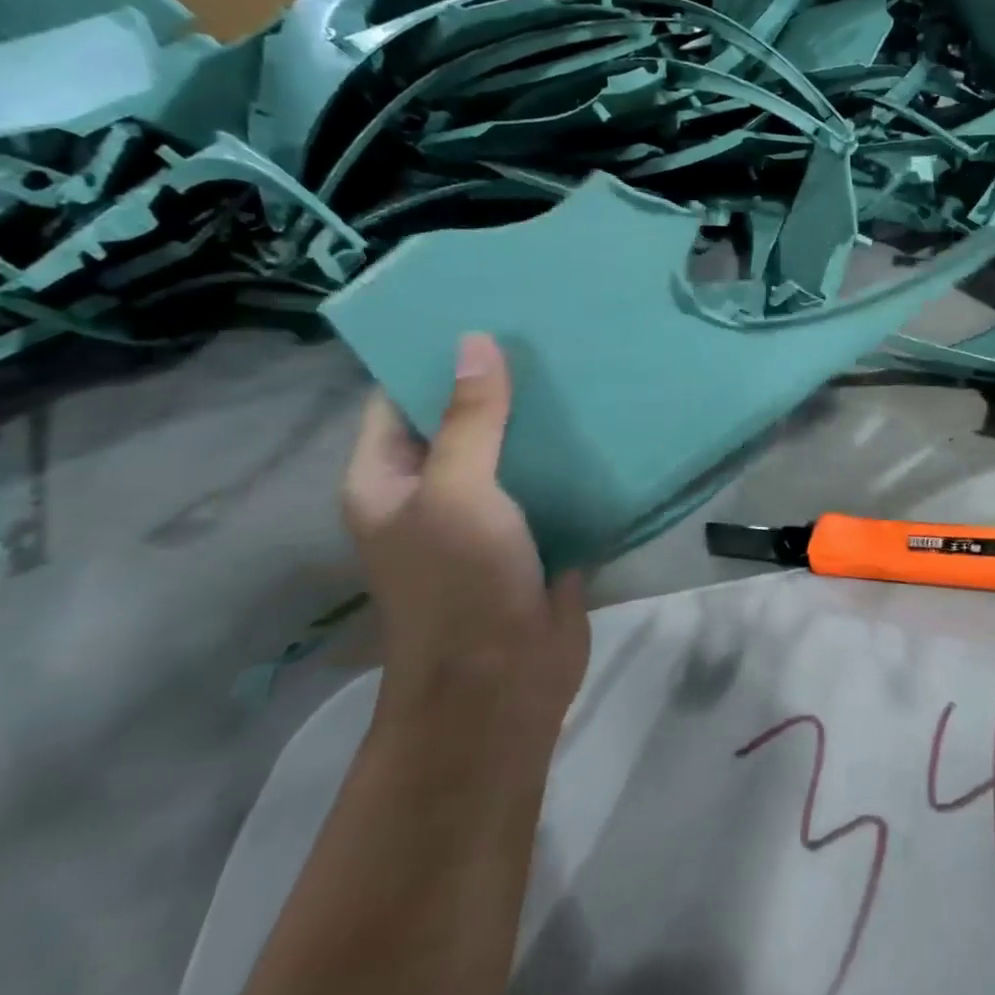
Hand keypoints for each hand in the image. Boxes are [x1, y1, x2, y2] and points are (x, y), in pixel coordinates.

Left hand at [343, 333, 590, 740]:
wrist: (505, 682)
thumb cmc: (461, 584)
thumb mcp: (458, 493)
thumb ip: (472, 419)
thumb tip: (477, 342)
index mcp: (389, 480)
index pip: (401, 400)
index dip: (433, 357)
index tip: (485, 312)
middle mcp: (433, 491)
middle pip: (463, 420)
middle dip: (500, 381)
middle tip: (549, 330)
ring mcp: (487, 514)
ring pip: (512, 449)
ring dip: (541, 417)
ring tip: (583, 362)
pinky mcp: (536, 532)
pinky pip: (551, 480)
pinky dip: (572, 454)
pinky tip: (606, 419)